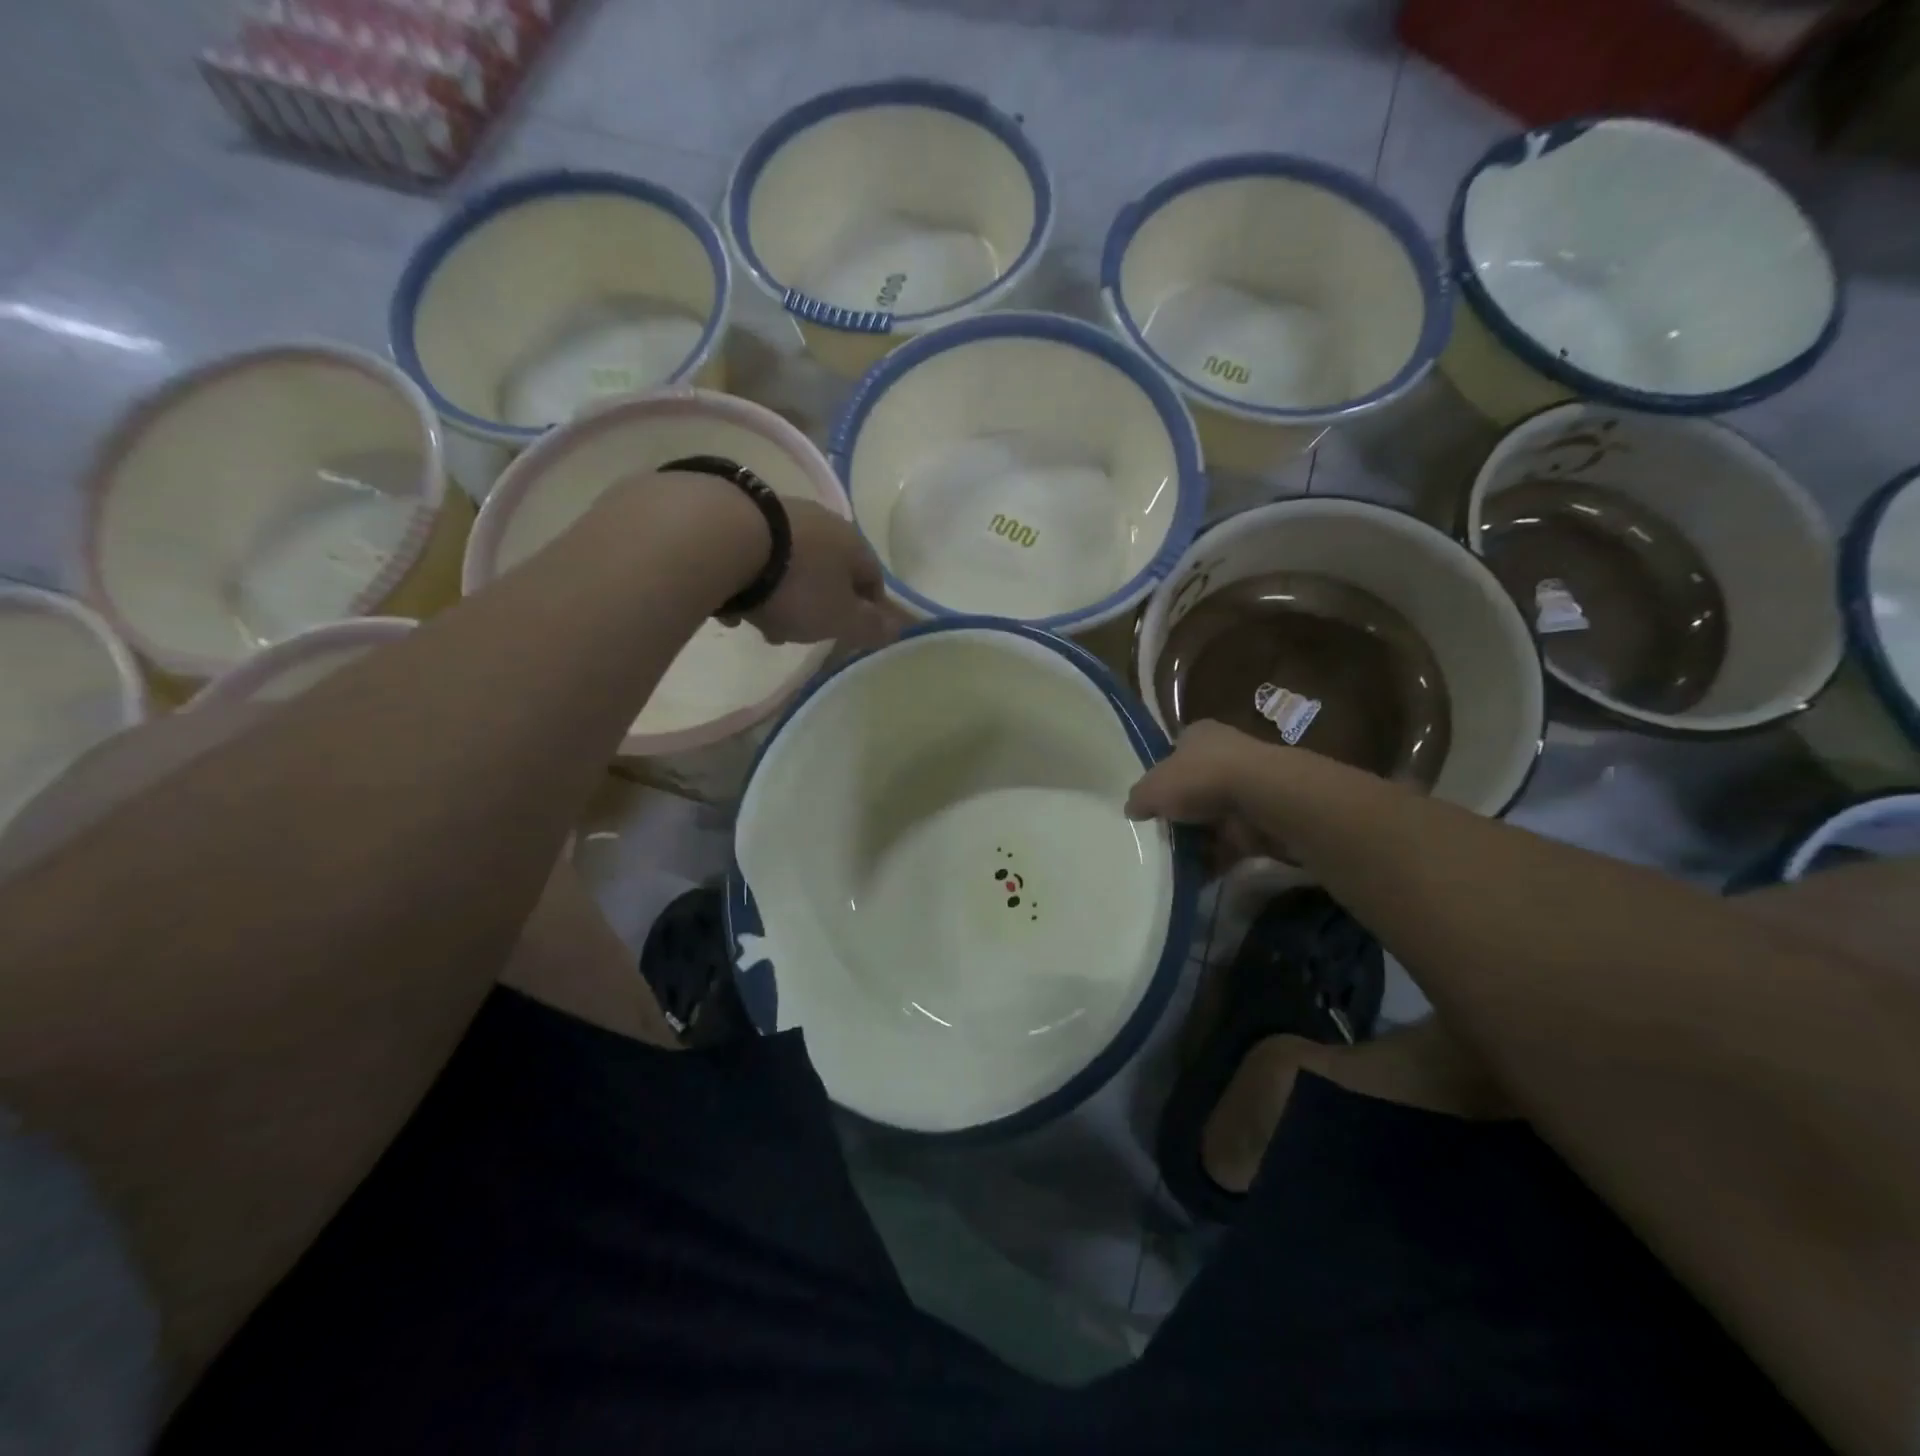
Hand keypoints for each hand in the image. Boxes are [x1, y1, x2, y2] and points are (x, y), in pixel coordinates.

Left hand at [731, 499, 903, 650]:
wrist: (723, 539)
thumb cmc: (796, 585)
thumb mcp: (840, 618)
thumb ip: (870, 626)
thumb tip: (899, 628)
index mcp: (853, 543)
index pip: (873, 579)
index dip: (867, 610)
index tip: (852, 634)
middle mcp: (821, 521)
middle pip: (829, 572)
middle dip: (818, 606)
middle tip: (801, 634)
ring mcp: (780, 514)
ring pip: (792, 565)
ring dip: (782, 595)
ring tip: (762, 622)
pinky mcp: (740, 513)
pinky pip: (756, 557)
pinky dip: (750, 580)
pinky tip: (732, 601)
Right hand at [1126, 720, 1279, 866]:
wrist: (1260, 796)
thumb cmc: (1199, 778)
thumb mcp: (1152, 788)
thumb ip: (1139, 798)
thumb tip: (1133, 809)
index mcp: (1198, 735)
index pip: (1176, 751)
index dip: (1163, 774)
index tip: (1153, 800)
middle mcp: (1225, 753)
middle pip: (1196, 784)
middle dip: (1181, 810)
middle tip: (1162, 832)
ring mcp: (1247, 785)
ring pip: (1215, 814)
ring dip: (1201, 836)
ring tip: (1177, 858)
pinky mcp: (1262, 815)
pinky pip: (1233, 839)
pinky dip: (1219, 855)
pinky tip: (1200, 872)